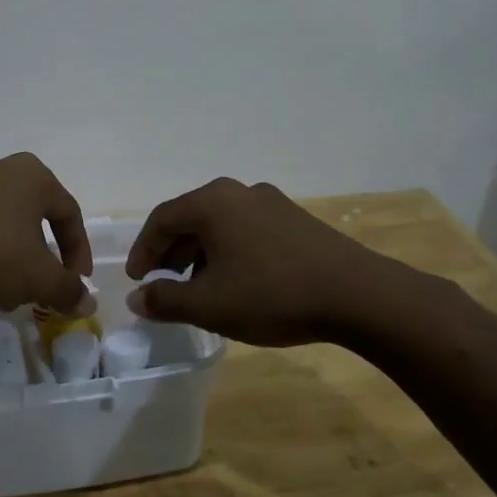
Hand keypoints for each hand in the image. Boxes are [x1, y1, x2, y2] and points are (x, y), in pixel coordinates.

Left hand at [0, 154, 93, 314]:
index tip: (77, 282)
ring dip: (4, 260)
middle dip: (36, 259)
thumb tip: (87, 302)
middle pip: (29, 219)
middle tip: (36, 288)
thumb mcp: (38, 277)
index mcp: (32, 177)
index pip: (68, 213)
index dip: (78, 251)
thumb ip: (66, 290)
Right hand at [125, 178, 410, 346]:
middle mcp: (239, 192)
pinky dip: (229, 252)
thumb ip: (165, 301)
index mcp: (212, 202)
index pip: (161, 220)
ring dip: (199, 254)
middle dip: (170, 253)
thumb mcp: (209, 304)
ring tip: (198, 288)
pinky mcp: (296, 220)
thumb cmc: (272, 295)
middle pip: (190, 219)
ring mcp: (271, 203)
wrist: (359, 296)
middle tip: (161, 284)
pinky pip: (246, 231)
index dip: (143, 251)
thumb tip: (137, 299)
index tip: (137, 280)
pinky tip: (237, 283)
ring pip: (220, 226)